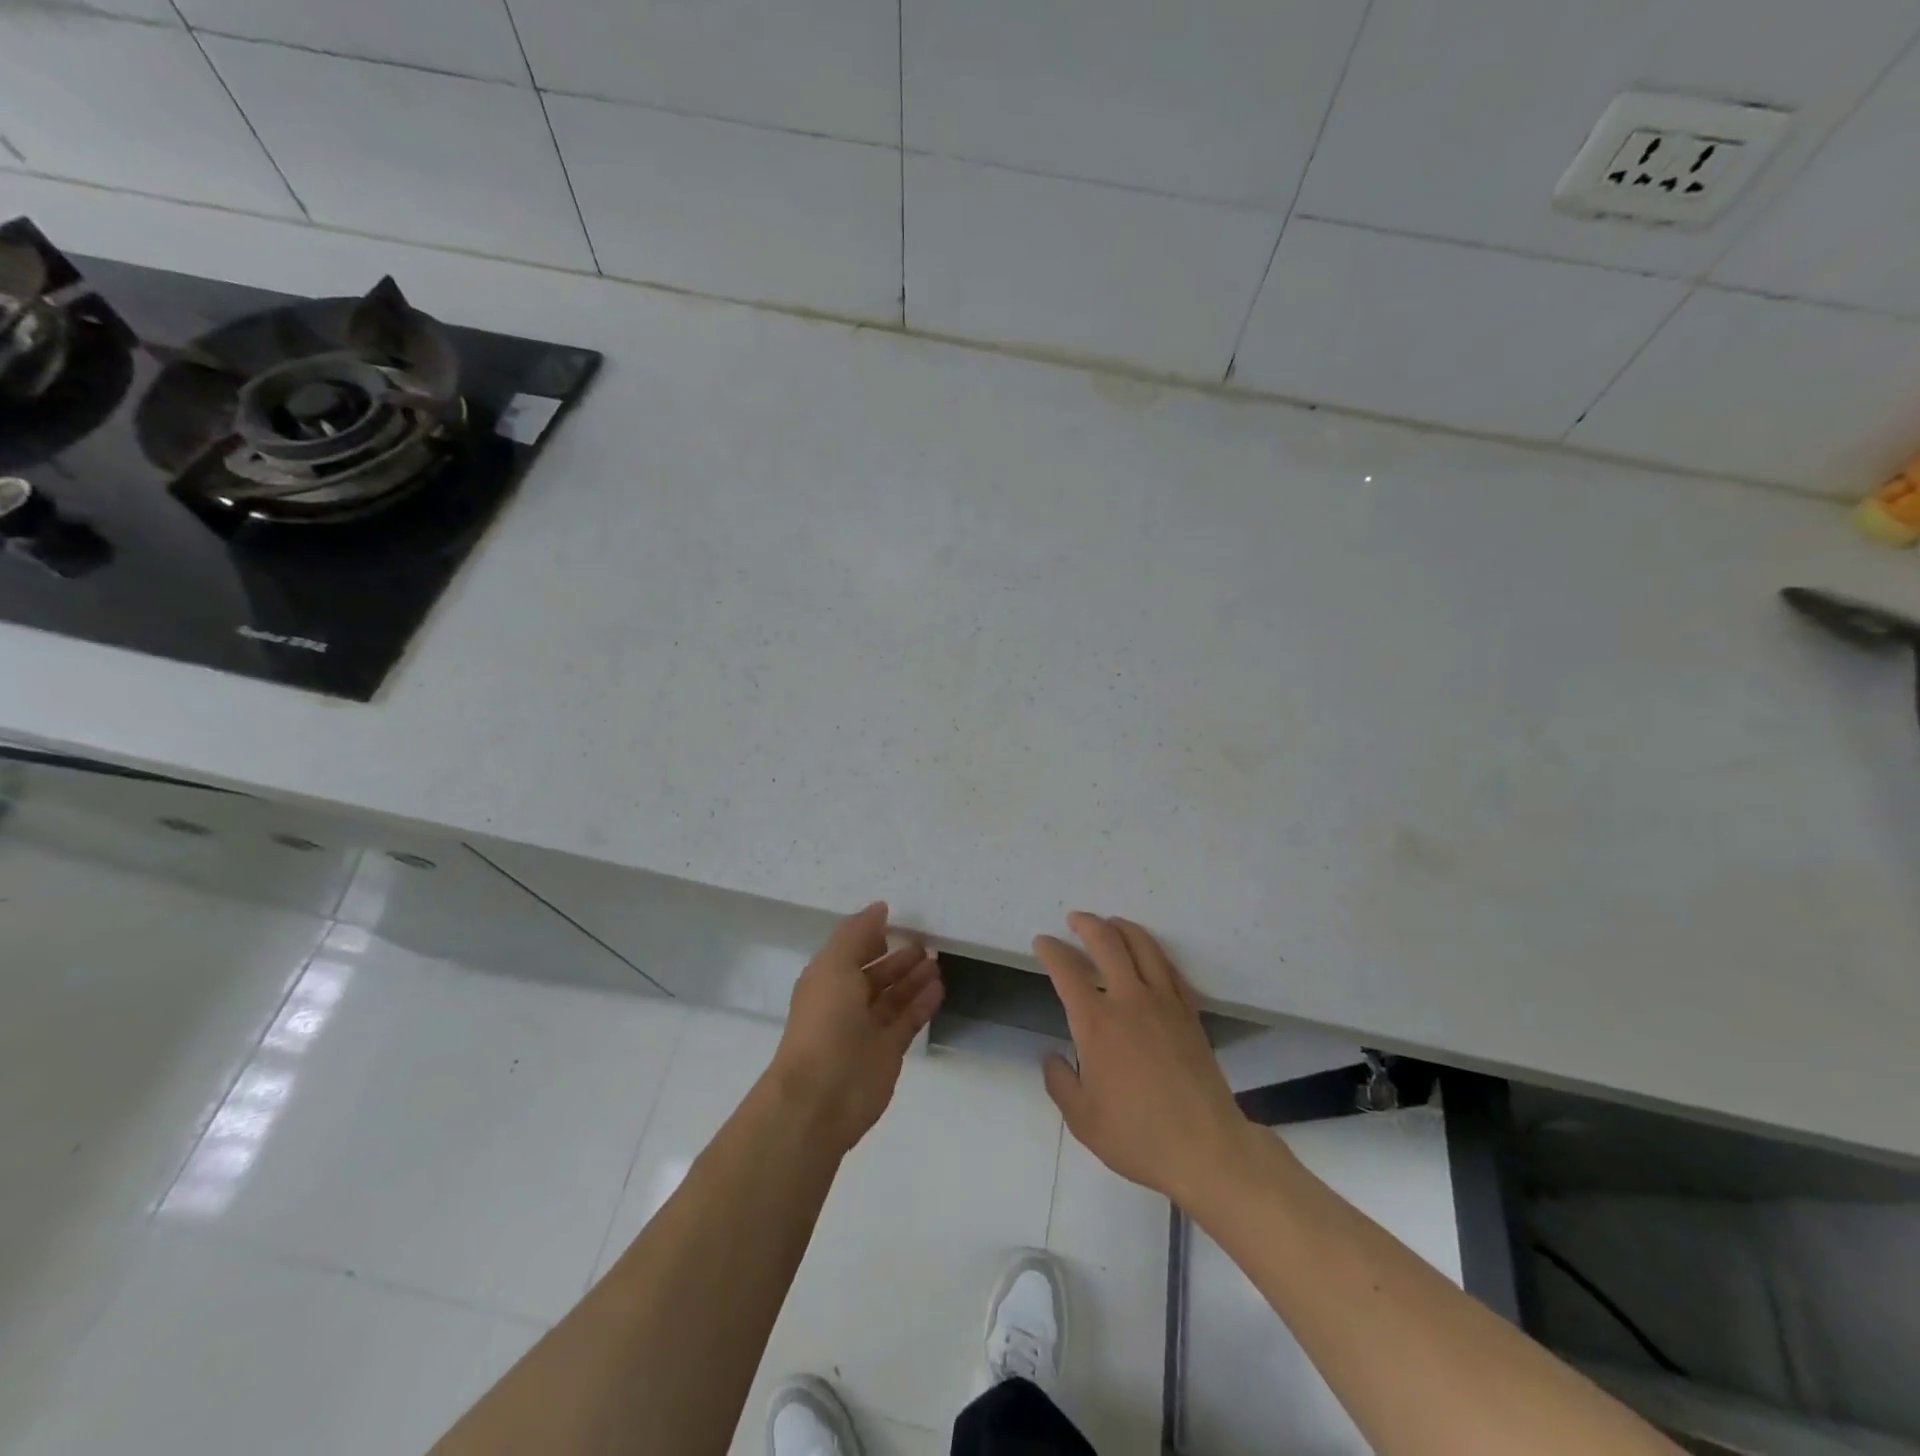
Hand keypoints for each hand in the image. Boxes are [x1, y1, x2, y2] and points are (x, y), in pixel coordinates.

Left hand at [766, 902, 943, 1155]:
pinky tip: (939, 987)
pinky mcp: (888, 1051)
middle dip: (898, 959)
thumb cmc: (824, 1022)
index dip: (871, 936)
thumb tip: (879, 908)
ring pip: (894, 997)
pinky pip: (908, 1020)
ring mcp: (867, 1029)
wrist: (822, 1095)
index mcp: (827, 980)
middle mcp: (845, 1002)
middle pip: (876, 974)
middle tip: (926, 942)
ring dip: (914, 979)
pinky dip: (922, 1003)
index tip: (897, 921)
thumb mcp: (834, 965)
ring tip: (937, 962)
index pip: (852, 951)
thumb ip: (857, 933)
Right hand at [1036, 913, 1252, 1205]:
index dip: (1051, 950)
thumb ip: (1059, 1082)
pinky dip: (1153, 952)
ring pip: (1143, 946)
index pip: (1067, 971)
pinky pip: (1169, 968)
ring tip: (1110, 923)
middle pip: (1107, 942)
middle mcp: (1129, 1000)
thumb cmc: (1137, 1136)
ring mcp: (1165, 1002)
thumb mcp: (1082, 1119)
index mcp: (1096, 1023)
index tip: (1042, 942)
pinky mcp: (1189, 1013)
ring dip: (1122, 927)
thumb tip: (1051, 1056)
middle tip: (1074, 919)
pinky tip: (1147, 956)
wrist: (1206, 1148)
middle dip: (1086, 924)